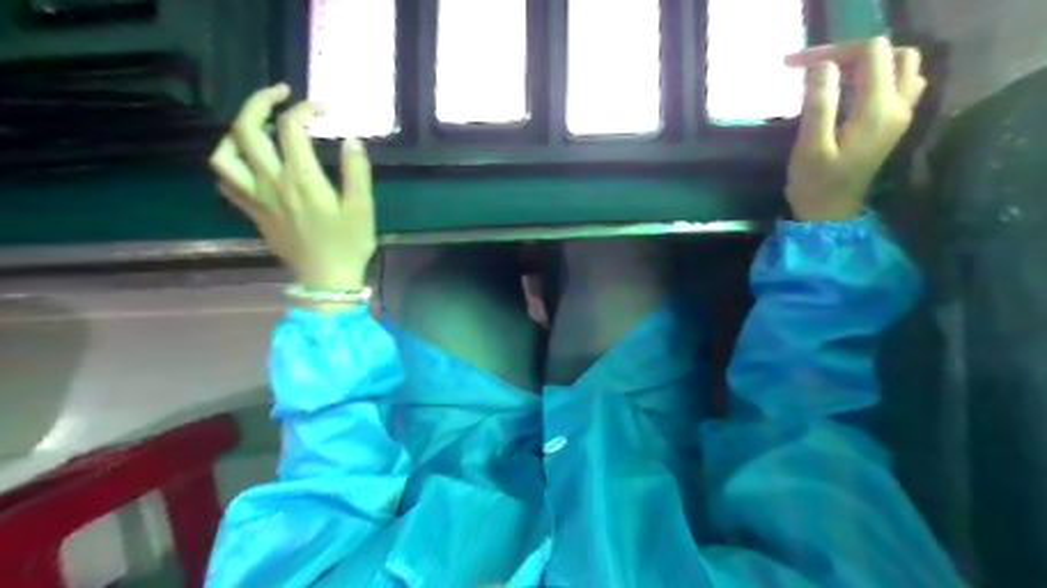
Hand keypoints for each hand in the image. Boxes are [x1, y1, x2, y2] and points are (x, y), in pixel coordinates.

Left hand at [207, 84, 373, 292]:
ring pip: (224, 154)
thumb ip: (357, 172)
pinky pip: (227, 182)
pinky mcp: (253, 212)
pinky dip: (232, 163)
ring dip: (236, 132)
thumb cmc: (348, 245)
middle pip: (246, 129)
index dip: (305, 109)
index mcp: (301, 179)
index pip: (291, 127)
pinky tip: (250, 161)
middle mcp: (271, 182)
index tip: (324, 109)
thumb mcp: (362, 209)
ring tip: (258, 127)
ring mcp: (256, 198)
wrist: (325, 280)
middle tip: (281, 95)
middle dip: (260, 102)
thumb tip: (352, 140)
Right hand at [780, 36, 927, 220]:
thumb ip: (819, 104)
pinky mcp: (894, 123)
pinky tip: (851, 90)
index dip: (833, 50)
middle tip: (817, 69)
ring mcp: (901, 115)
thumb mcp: (810, 147)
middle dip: (853, 53)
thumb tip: (822, 66)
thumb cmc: (815, 185)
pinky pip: (900, 83)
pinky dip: (877, 77)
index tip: (797, 65)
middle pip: (892, 53)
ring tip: (833, 77)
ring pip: (901, 66)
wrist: (830, 215)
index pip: (870, 53)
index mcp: (877, 109)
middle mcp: (899, 106)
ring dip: (868, 63)